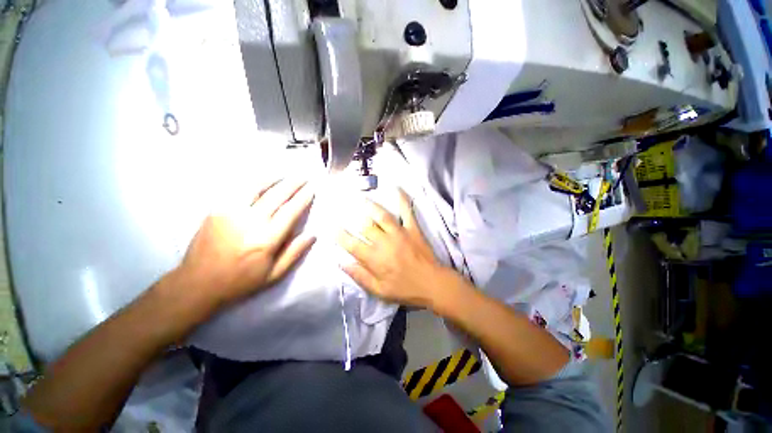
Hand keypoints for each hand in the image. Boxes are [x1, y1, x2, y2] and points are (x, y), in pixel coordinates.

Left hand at [171, 178, 315, 310]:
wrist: (197, 284)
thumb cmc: (240, 281)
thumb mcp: (273, 275)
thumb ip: (294, 253)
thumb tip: (312, 235)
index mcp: (267, 239)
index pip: (291, 211)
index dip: (303, 198)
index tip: (312, 189)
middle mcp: (250, 221)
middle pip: (277, 195)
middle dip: (293, 184)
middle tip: (303, 177)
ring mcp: (230, 212)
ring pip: (257, 187)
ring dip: (274, 179)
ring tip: (285, 175)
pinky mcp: (216, 210)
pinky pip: (238, 190)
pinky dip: (253, 182)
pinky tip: (261, 180)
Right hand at [337, 190, 447, 307]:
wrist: (432, 283)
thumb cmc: (405, 289)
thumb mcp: (379, 290)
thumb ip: (360, 276)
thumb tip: (341, 262)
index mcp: (375, 259)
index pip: (352, 244)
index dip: (339, 235)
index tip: (331, 227)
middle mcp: (384, 242)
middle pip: (365, 226)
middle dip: (353, 218)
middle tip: (344, 209)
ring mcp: (399, 233)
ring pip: (382, 216)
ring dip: (370, 205)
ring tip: (361, 198)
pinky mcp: (413, 229)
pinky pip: (407, 211)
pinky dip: (402, 199)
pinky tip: (397, 188)